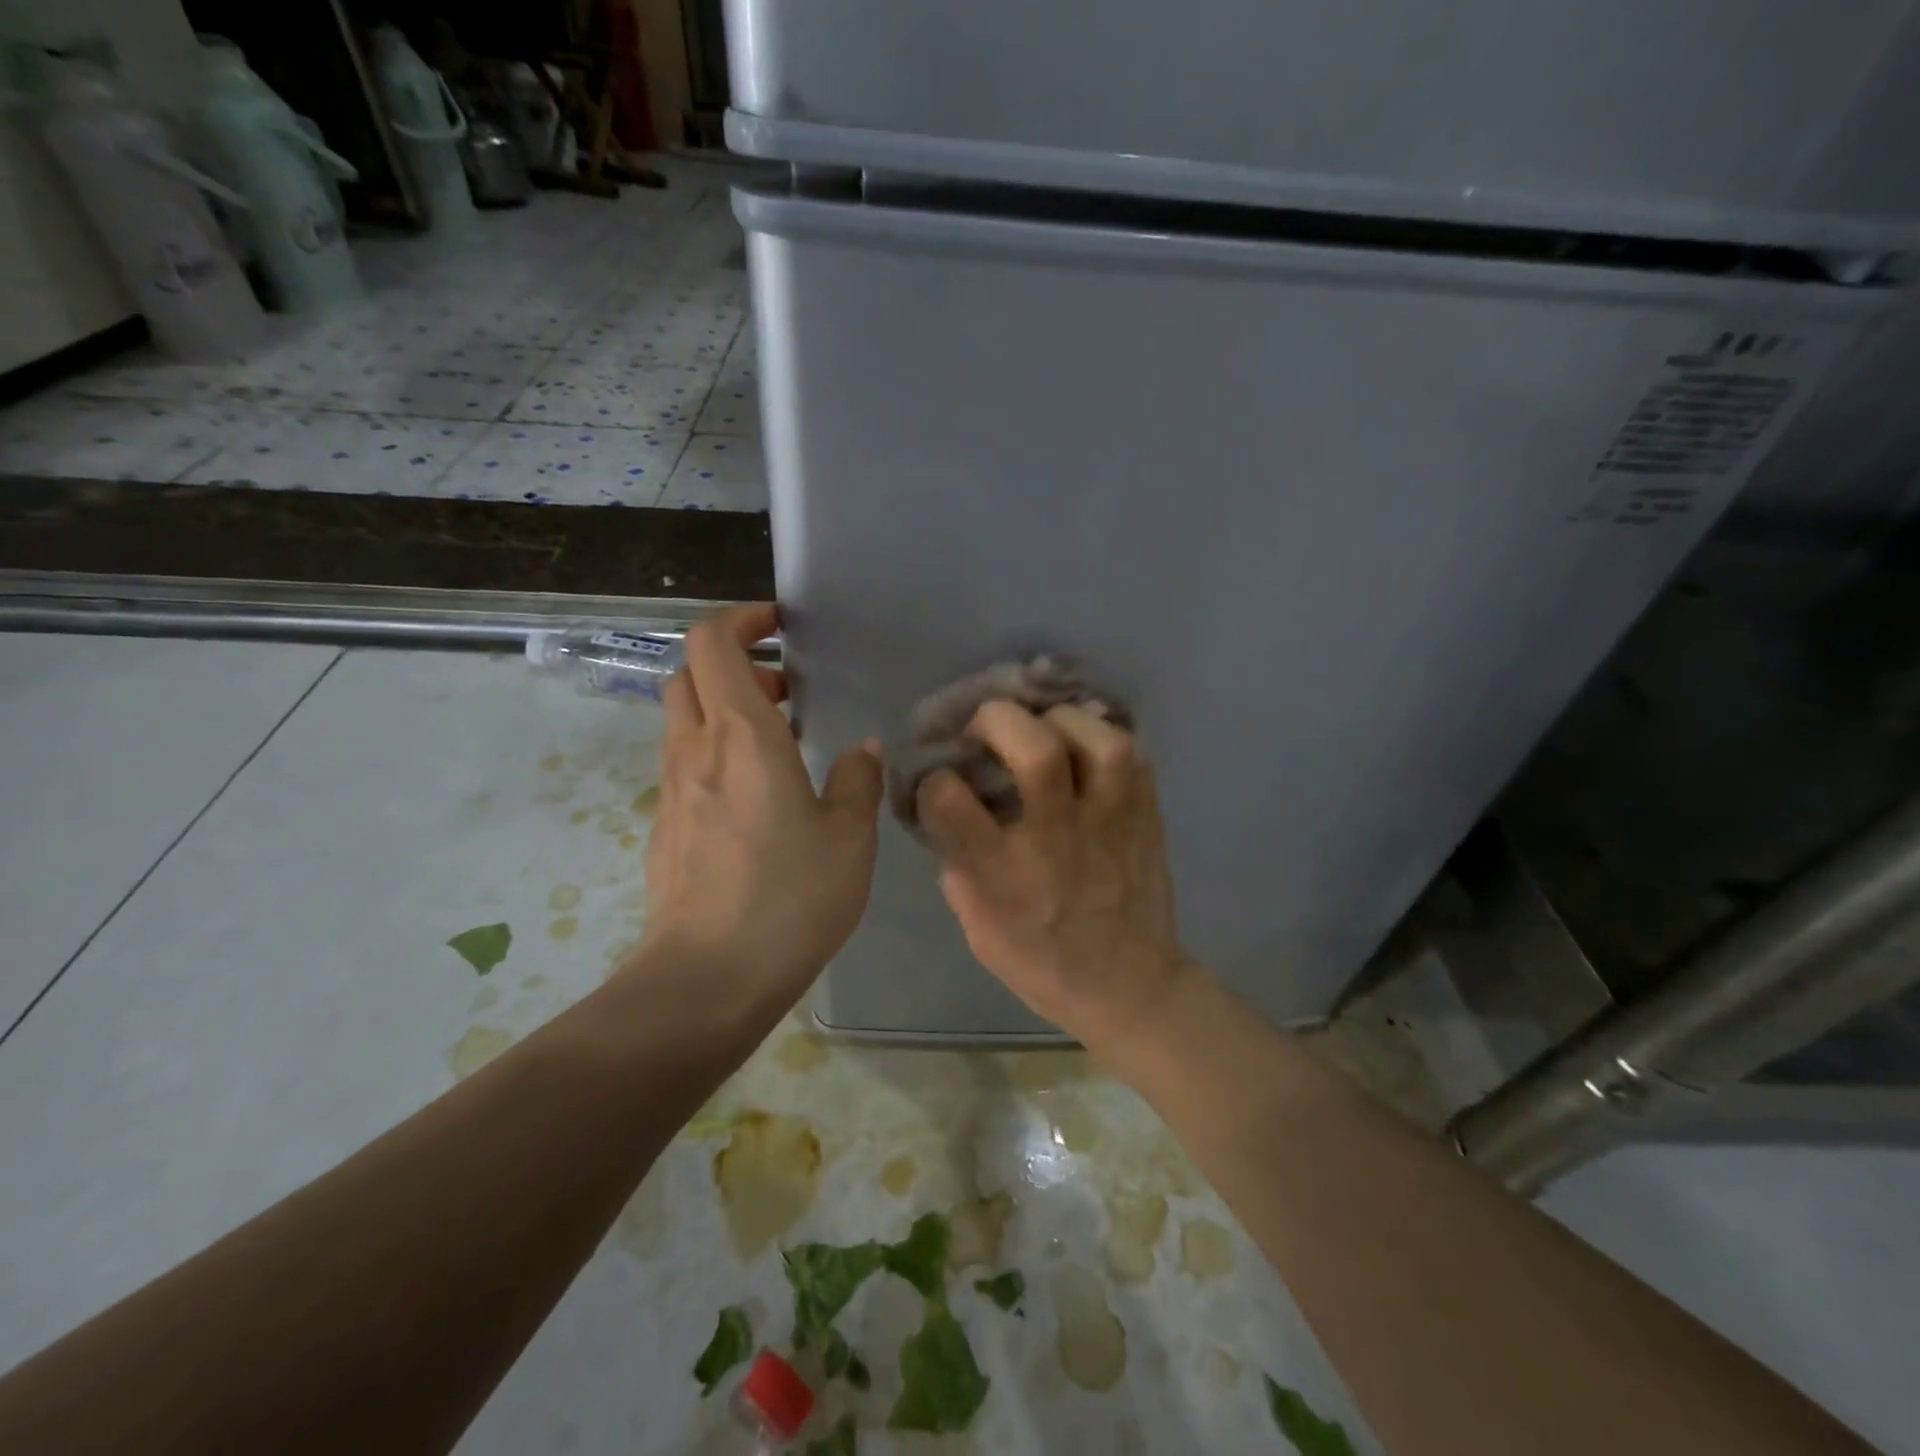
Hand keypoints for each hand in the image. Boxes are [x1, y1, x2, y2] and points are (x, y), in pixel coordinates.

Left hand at [637, 604, 883, 1005]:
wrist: (707, 979)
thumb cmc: (790, 897)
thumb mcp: (850, 837)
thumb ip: (857, 781)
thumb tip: (860, 751)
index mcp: (742, 735)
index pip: (712, 642)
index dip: (741, 619)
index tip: (779, 627)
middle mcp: (696, 749)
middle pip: (689, 673)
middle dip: (734, 664)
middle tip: (785, 690)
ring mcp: (672, 789)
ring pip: (684, 718)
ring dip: (726, 709)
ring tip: (781, 744)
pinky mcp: (665, 826)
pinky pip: (686, 764)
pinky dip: (716, 753)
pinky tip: (758, 800)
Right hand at [916, 702, 1193, 1049]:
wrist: (1129, 987)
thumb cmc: (1041, 962)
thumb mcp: (977, 924)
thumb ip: (959, 859)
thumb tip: (949, 803)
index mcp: (1003, 875)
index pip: (949, 799)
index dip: (935, 779)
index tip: (940, 781)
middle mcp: (1058, 841)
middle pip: (1036, 751)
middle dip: (1000, 719)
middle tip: (988, 727)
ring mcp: (1111, 824)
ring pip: (1099, 741)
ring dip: (1062, 720)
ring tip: (1045, 729)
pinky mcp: (1147, 816)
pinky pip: (1132, 754)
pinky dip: (1101, 739)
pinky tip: (1082, 750)